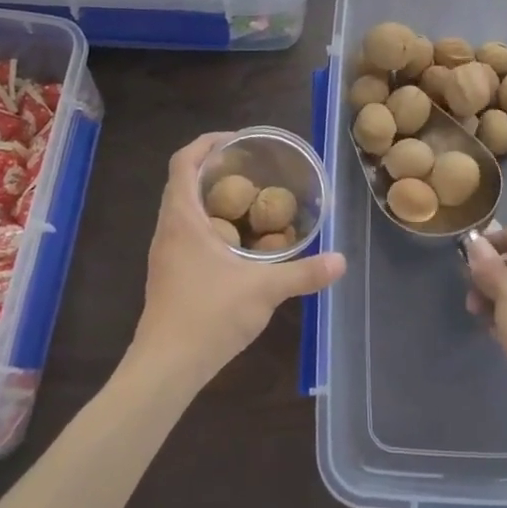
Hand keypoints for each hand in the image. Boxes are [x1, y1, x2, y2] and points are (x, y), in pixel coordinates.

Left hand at [131, 132, 345, 388]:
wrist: (165, 367)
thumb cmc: (208, 316)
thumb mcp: (264, 290)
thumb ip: (304, 273)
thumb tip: (341, 261)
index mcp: (183, 219)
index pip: (183, 162)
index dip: (206, 143)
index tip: (237, 140)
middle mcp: (168, 229)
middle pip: (183, 181)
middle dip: (214, 167)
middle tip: (251, 167)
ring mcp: (165, 253)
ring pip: (183, 208)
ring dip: (210, 196)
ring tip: (248, 198)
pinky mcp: (169, 274)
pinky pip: (186, 231)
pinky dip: (209, 222)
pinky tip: (237, 241)